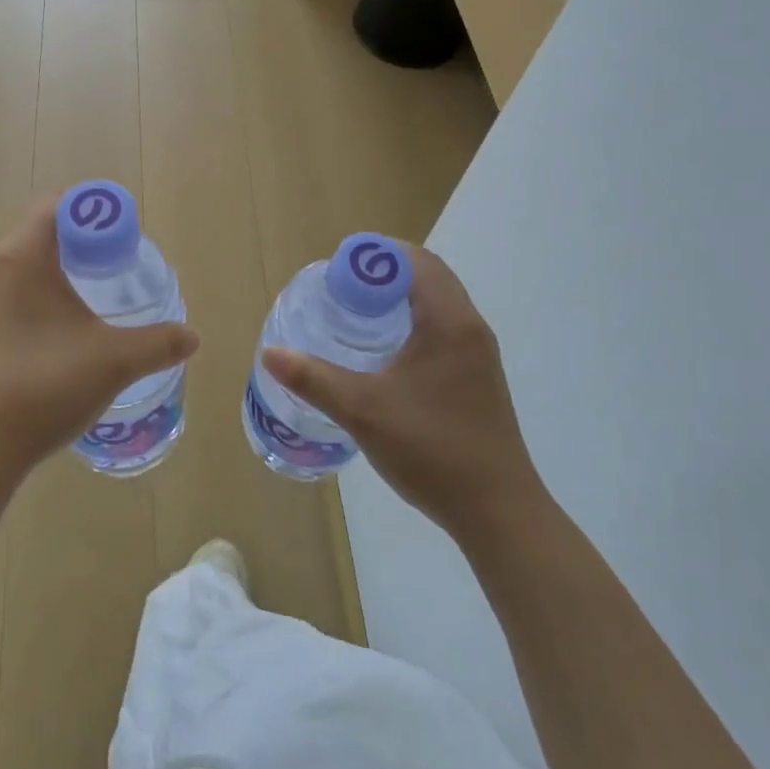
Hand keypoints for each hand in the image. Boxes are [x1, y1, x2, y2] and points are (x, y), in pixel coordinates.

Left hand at [0, 199, 199, 483]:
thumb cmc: (44, 386)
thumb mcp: (114, 361)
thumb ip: (159, 343)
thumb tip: (192, 337)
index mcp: (21, 257)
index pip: (58, 205)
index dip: (96, 212)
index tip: (126, 236)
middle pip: (42, 232)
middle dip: (83, 241)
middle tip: (119, 264)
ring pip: (26, 266)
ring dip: (62, 271)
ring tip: (97, 297)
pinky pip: (13, 295)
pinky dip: (42, 298)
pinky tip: (65, 334)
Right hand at [262, 246, 544, 540]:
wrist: (499, 514)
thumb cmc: (432, 450)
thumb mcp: (363, 410)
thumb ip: (314, 379)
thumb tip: (270, 354)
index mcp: (449, 321)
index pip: (414, 260)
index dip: (374, 255)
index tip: (337, 269)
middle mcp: (469, 326)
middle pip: (427, 275)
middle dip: (382, 273)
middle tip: (341, 289)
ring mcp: (478, 353)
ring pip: (437, 302)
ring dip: (399, 297)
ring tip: (356, 313)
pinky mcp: (477, 376)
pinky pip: (443, 327)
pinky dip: (413, 320)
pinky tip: (385, 352)